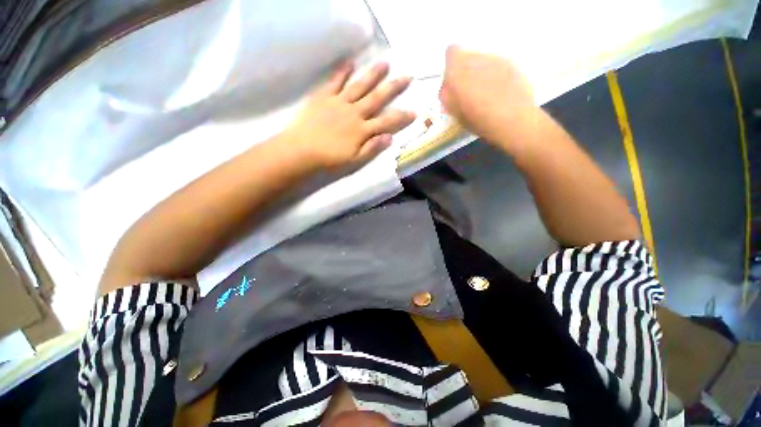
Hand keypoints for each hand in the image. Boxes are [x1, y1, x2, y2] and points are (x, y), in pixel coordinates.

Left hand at [282, 62, 415, 170]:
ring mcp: (339, 102)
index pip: (387, 122)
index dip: (402, 117)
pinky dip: (343, 72)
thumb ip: (372, 148)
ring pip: (360, 86)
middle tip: (407, 76)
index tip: (414, 111)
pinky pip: (335, 82)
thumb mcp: (354, 160)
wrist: (301, 151)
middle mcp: (354, 113)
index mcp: (362, 130)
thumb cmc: (329, 159)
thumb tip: (390, 138)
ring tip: (385, 62)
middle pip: (377, 98)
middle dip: (393, 88)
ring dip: (373, 75)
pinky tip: (351, 63)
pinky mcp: (324, 97)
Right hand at [439, 45, 535, 145]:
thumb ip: (447, 96)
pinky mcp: (513, 64)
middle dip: (466, 70)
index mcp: (459, 70)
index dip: (451, 66)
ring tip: (486, 94)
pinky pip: (498, 66)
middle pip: (468, 56)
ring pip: (483, 61)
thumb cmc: (479, 120)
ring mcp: (497, 59)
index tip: (454, 82)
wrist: (514, 120)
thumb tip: (447, 87)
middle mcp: (478, 59)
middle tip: (469, 91)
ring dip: (481, 72)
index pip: (451, 52)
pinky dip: (495, 75)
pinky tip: (500, 92)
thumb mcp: (455, 113)